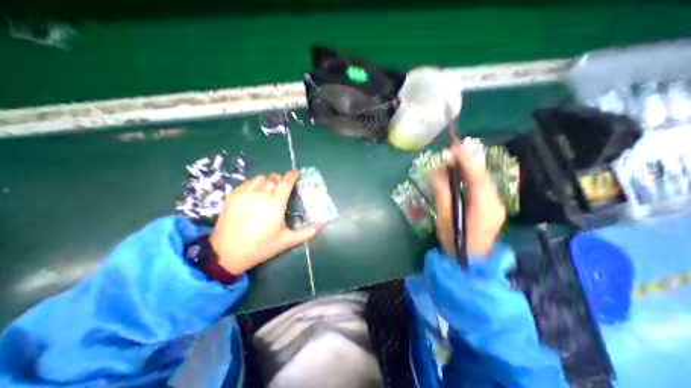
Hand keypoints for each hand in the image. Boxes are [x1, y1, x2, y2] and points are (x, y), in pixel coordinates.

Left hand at [209, 170, 322, 275]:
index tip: (296, 173)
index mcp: (275, 203)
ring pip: (261, 178)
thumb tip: (323, 223)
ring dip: (268, 182)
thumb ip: (307, 231)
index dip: (293, 175)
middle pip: (274, 178)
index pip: (286, 181)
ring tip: (268, 191)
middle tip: (282, 188)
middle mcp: (261, 194)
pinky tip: (255, 195)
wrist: (228, 252)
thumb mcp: (287, 240)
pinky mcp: (233, 195)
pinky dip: (255, 184)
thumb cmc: (261, 246)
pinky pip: (247, 182)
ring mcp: (245, 193)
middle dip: (281, 180)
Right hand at [430, 142, 506, 253]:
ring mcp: (497, 205)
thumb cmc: (455, 241)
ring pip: (483, 180)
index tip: (454, 147)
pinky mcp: (493, 207)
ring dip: (468, 169)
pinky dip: (471, 178)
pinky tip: (460, 176)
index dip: (466, 160)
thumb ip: (442, 193)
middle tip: (450, 153)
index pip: (476, 176)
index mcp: (484, 205)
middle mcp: (495, 202)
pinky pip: (483, 187)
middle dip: (467, 162)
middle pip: (482, 176)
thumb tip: (434, 171)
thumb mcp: (445, 217)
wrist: (471, 262)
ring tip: (453, 162)